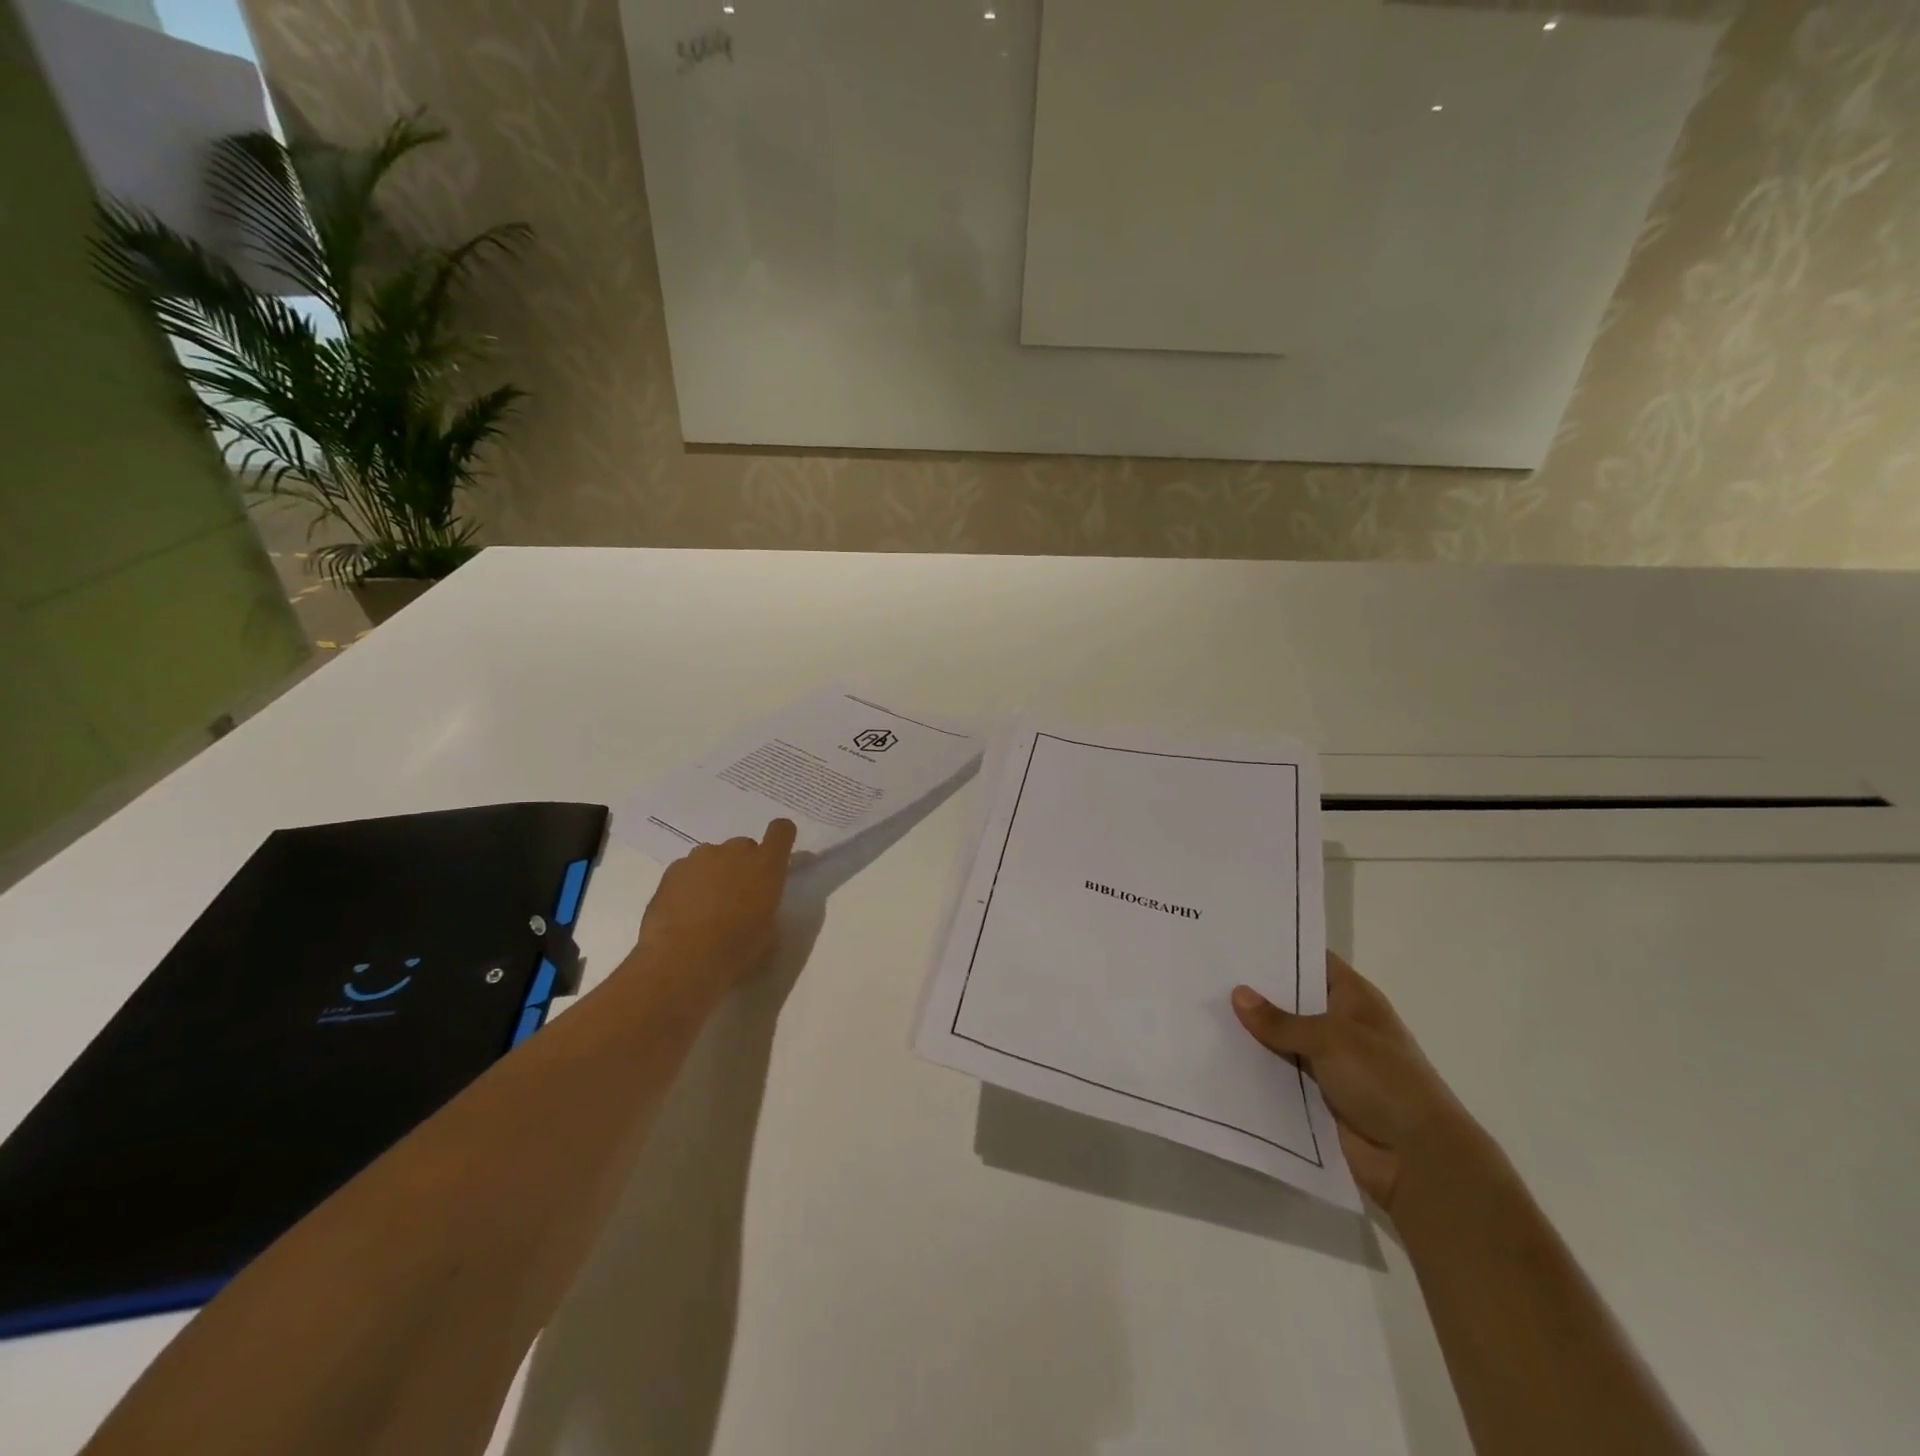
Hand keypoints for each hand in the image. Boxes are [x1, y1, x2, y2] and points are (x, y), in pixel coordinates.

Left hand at [633, 818, 797, 992]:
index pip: (781, 830)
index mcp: (766, 865)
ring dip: (715, 874)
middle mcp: (735, 851)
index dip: (781, 838)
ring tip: (705, 908)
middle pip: (744, 847)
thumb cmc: (735, 950)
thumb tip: (758, 904)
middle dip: (743, 866)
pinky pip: (688, 870)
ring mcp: (701, 857)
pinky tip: (684, 912)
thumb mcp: (769, 933)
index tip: (776, 856)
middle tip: (737, 897)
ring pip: (714, 857)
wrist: (682, 960)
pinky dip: (690, 884)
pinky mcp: (673, 869)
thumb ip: (768, 906)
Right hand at [1232, 952, 1470, 1212]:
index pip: (1313, 961)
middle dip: (1256, 991)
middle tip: (1208, 972)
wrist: (1419, 1160)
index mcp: (1355, 999)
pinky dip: (1259, 1067)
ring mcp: (1332, 1061)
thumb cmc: (1383, 1082)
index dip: (1279, 949)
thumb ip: (1281, 1021)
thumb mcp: (1330, 1040)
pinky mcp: (1321, 1095)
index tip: (1236, 939)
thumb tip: (1237, 994)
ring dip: (1253, 1032)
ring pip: (1283, 1038)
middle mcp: (1343, 1025)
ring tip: (1204, 1010)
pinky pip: (1282, 1073)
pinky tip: (1221, 1055)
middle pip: (1293, 999)